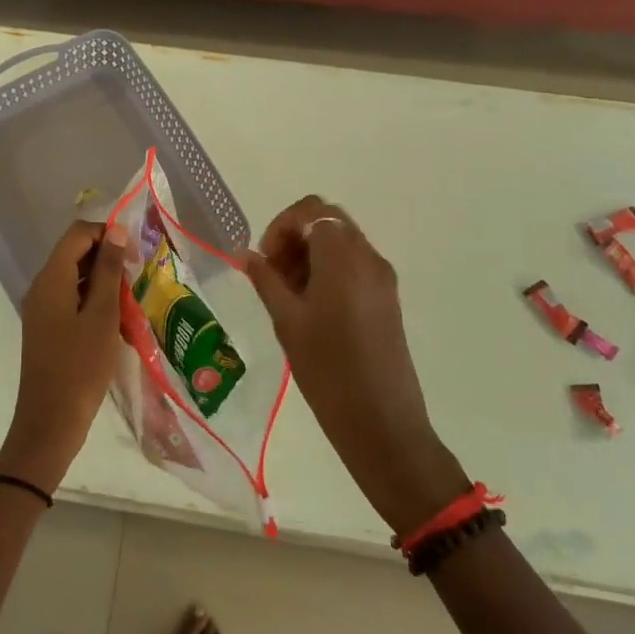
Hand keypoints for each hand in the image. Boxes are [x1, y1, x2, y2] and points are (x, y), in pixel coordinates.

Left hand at [0, 219, 129, 494]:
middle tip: (137, 278)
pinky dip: (93, 300)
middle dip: (107, 258)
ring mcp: (42, 309)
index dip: (107, 234)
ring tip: (131, 300)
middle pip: (74, 253)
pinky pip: (71, 299)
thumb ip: (108, 270)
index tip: (134, 255)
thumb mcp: (102, 316)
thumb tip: (115, 231)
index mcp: (51, 279)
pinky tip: (116, 320)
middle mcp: (42, 287)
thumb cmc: (80, 367)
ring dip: (103, 281)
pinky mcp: (48, 328)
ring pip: (75, 277)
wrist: (50, 423)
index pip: (78, 233)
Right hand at [244, 197, 469, 534]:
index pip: (311, 211)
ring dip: (310, 254)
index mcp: (344, 257)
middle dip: (294, 237)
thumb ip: (266, 280)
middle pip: (328, 222)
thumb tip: (247, 254)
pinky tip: (310, 306)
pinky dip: (328, 270)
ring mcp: (382, 277)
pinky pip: (354, 265)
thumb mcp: (287, 321)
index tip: (264, 259)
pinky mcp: (387, 298)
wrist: (382, 423)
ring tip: (286, 293)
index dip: (281, 226)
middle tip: (272, 273)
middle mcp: (368, 257)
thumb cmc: (328, 370)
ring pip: (341, 243)